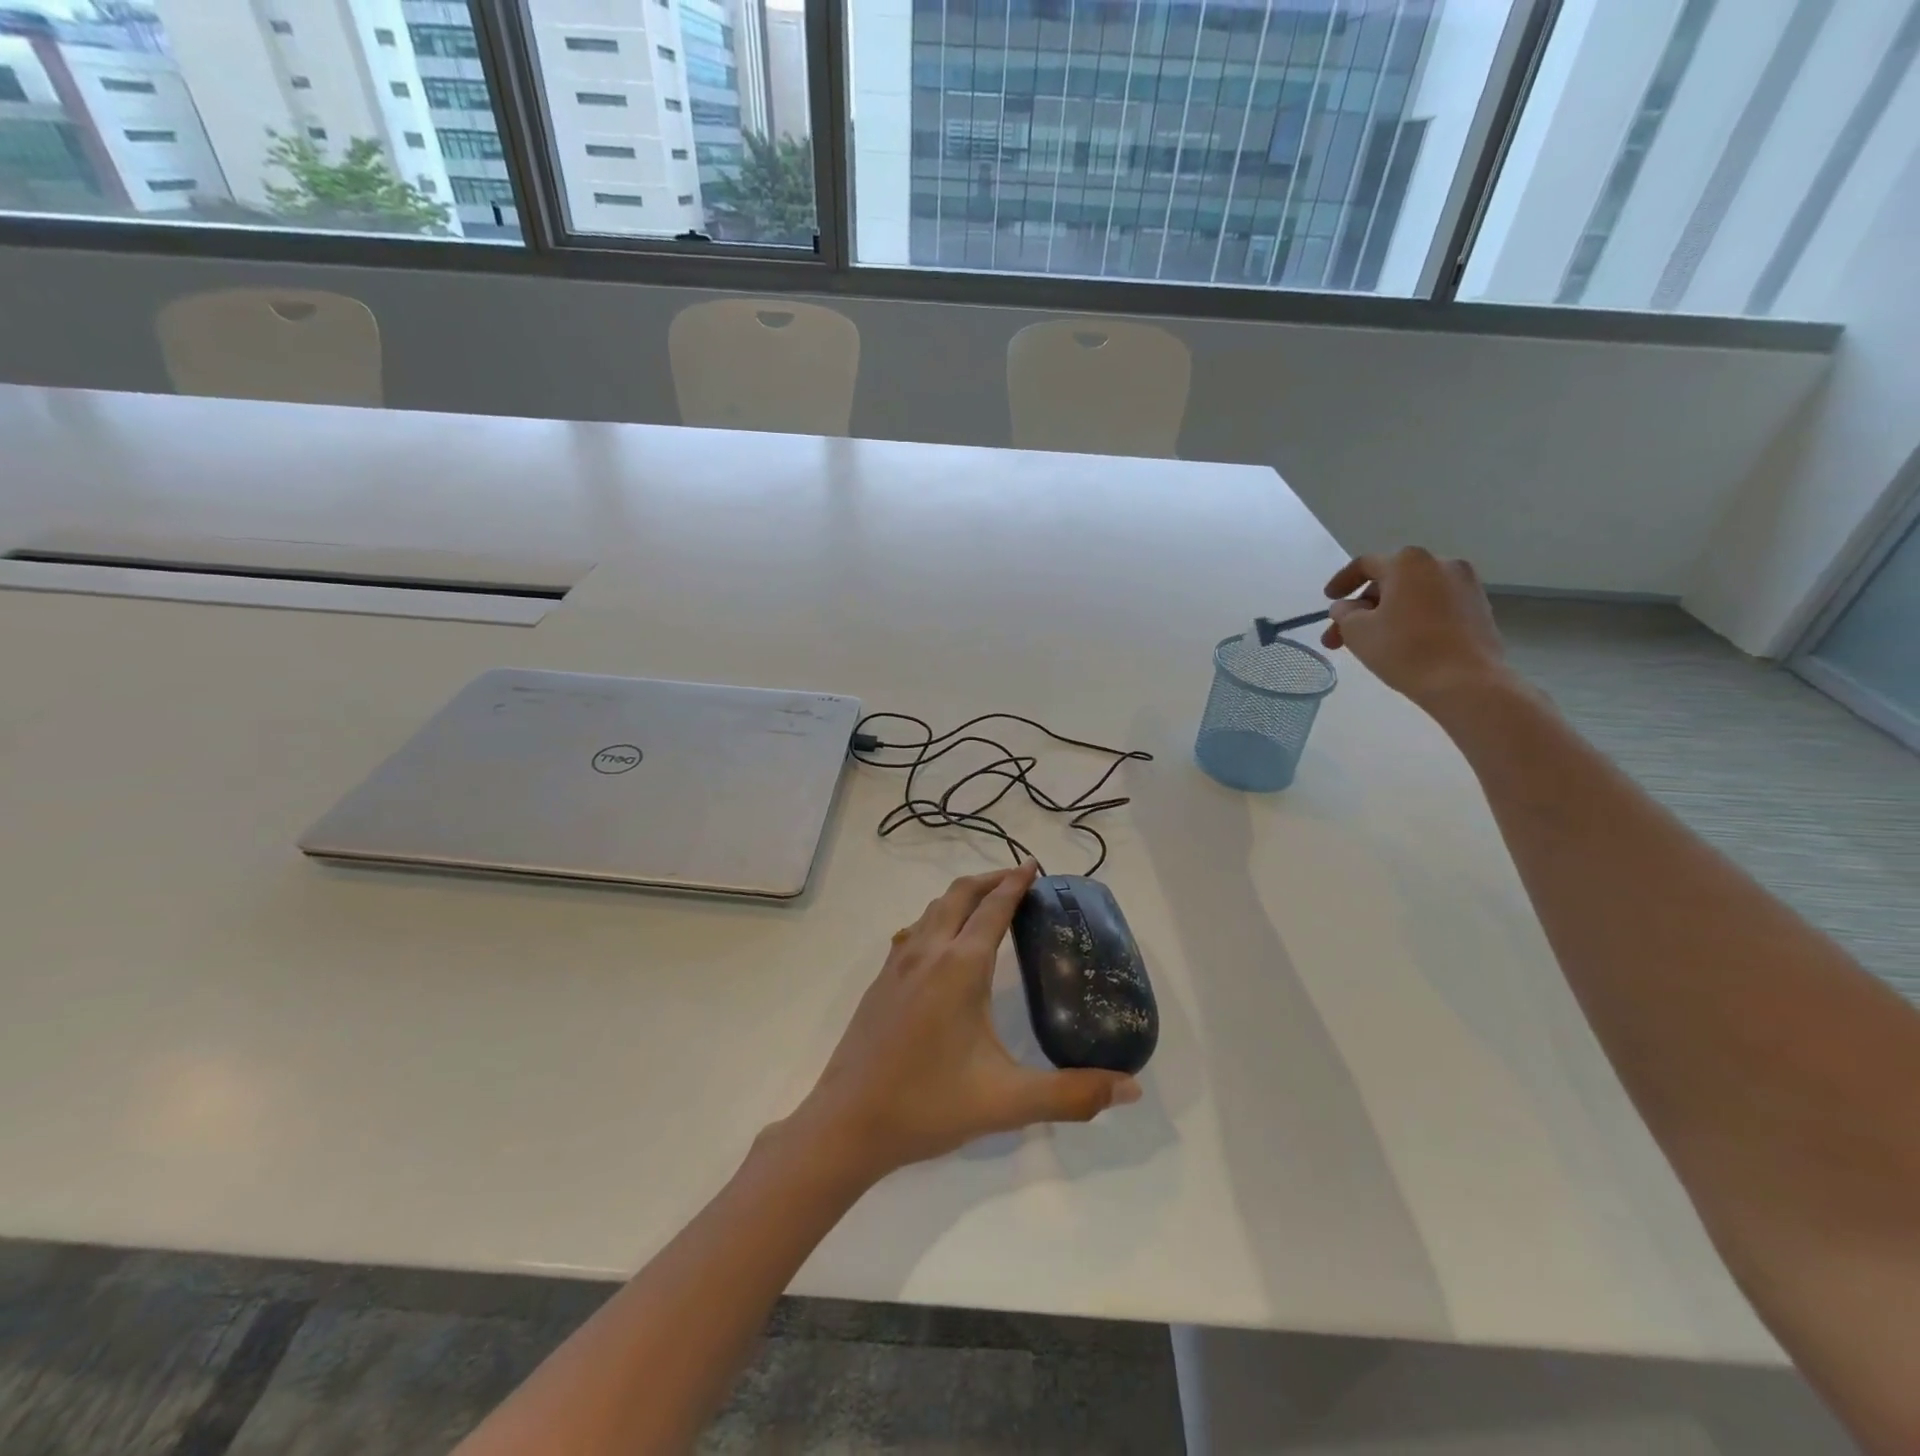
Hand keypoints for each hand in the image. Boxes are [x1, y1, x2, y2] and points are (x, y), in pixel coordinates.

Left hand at [787, 862, 1140, 1180]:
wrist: (847, 1123)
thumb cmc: (928, 1105)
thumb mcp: (1007, 1102)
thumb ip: (1072, 1094)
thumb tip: (1131, 1087)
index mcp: (961, 966)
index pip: (994, 908)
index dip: (1016, 883)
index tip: (1034, 867)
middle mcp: (928, 952)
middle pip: (960, 894)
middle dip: (991, 879)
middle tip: (1019, 879)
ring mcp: (898, 964)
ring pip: (933, 908)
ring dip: (962, 895)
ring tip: (986, 904)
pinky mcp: (881, 981)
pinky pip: (915, 930)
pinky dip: (938, 917)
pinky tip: (943, 944)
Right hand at [1321, 548, 1514, 709]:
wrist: (1466, 682)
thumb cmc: (1404, 650)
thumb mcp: (1357, 631)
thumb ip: (1344, 613)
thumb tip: (1347, 607)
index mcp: (1408, 562)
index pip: (1365, 564)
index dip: (1341, 582)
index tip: (1328, 600)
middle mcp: (1441, 563)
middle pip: (1390, 580)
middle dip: (1362, 607)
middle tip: (1342, 636)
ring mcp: (1465, 585)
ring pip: (1413, 595)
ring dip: (1387, 613)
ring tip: (1371, 642)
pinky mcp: (1479, 608)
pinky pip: (1435, 606)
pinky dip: (1413, 618)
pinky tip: (1403, 642)